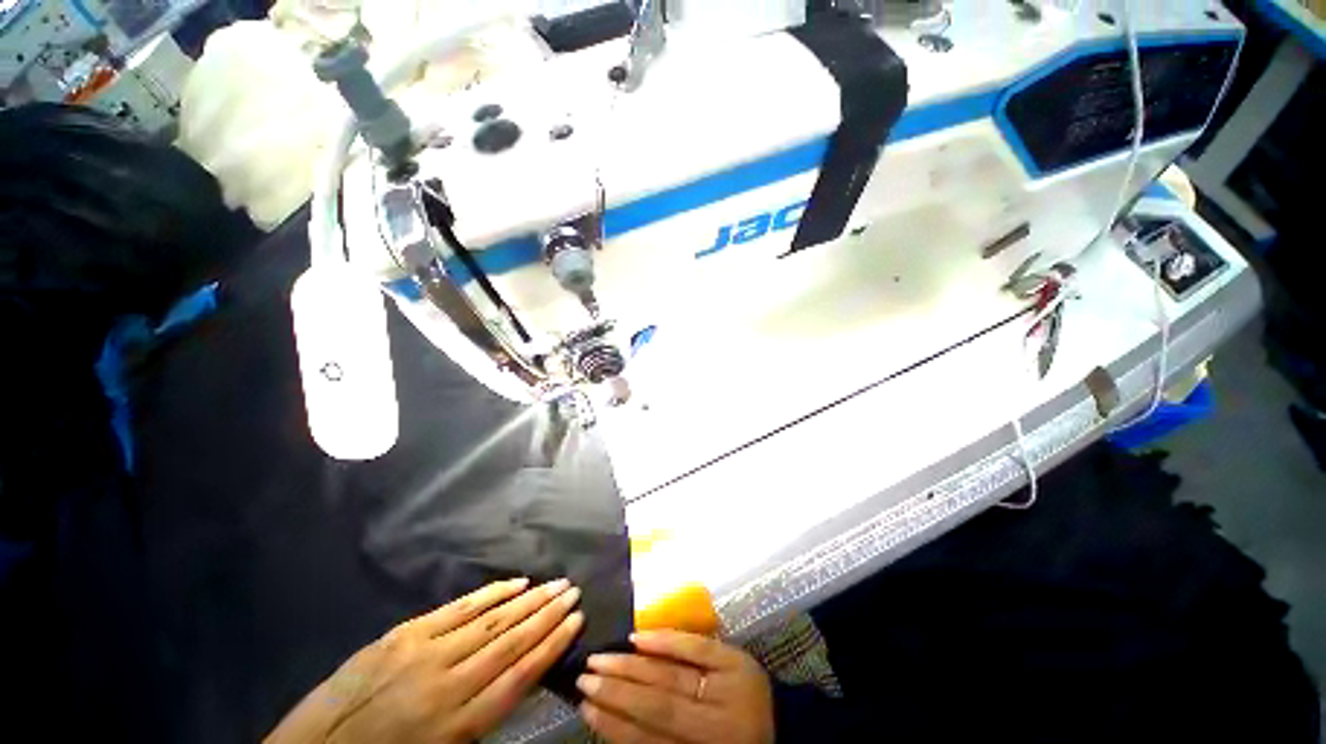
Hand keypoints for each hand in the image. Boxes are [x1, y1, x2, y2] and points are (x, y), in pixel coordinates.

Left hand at [266, 578, 582, 743]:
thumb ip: (479, 719)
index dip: (553, 645)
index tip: (578, 621)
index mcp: (457, 725)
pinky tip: (514, 583)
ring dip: (529, 600)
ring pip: (491, 621)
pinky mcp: (403, 635)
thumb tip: (517, 678)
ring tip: (556, 583)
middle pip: (511, 642)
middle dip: (548, 615)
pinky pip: (458, 608)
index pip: (521, 675)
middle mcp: (447, 684)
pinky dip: (491, 593)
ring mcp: (424, 653)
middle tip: (574, 591)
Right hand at [578, 630, 773, 743]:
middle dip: (616, 691)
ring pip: (670, 676)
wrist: (785, 727)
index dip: (614, 727)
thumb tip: (615, 721)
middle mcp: (713, 727)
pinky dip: (666, 640)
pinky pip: (697, 647)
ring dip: (630, 667)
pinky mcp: (735, 659)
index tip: (584, 710)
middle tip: (584, 677)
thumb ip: (661, 739)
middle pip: (656, 706)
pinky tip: (638, 637)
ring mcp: (726, 688)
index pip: (648, 742)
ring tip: (599, 659)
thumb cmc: (733, 743)